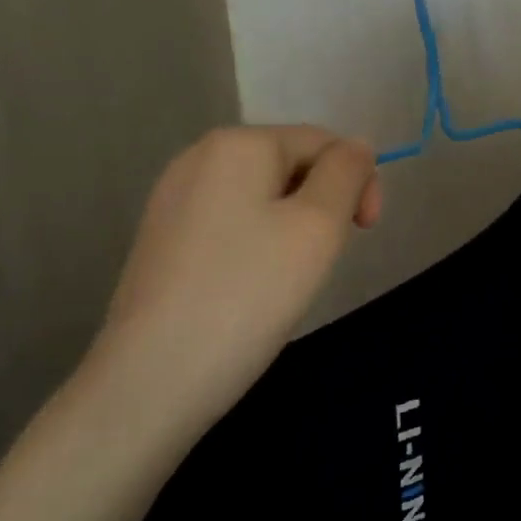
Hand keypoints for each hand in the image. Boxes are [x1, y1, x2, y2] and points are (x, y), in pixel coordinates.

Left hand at [82, 126, 380, 430]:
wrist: (154, 378)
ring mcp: (173, 199)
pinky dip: (258, 245)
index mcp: (238, 144)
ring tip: (289, 277)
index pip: (323, 142)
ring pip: (263, 197)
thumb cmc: (250, 293)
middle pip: (291, 165)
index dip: (358, 181)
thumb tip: (356, 147)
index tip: (366, 233)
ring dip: (294, 227)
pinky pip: (231, 223)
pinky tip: (252, 286)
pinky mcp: (162, 238)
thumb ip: (347, 173)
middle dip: (323, 204)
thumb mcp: (319, 225)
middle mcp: (199, 157)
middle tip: (325, 260)